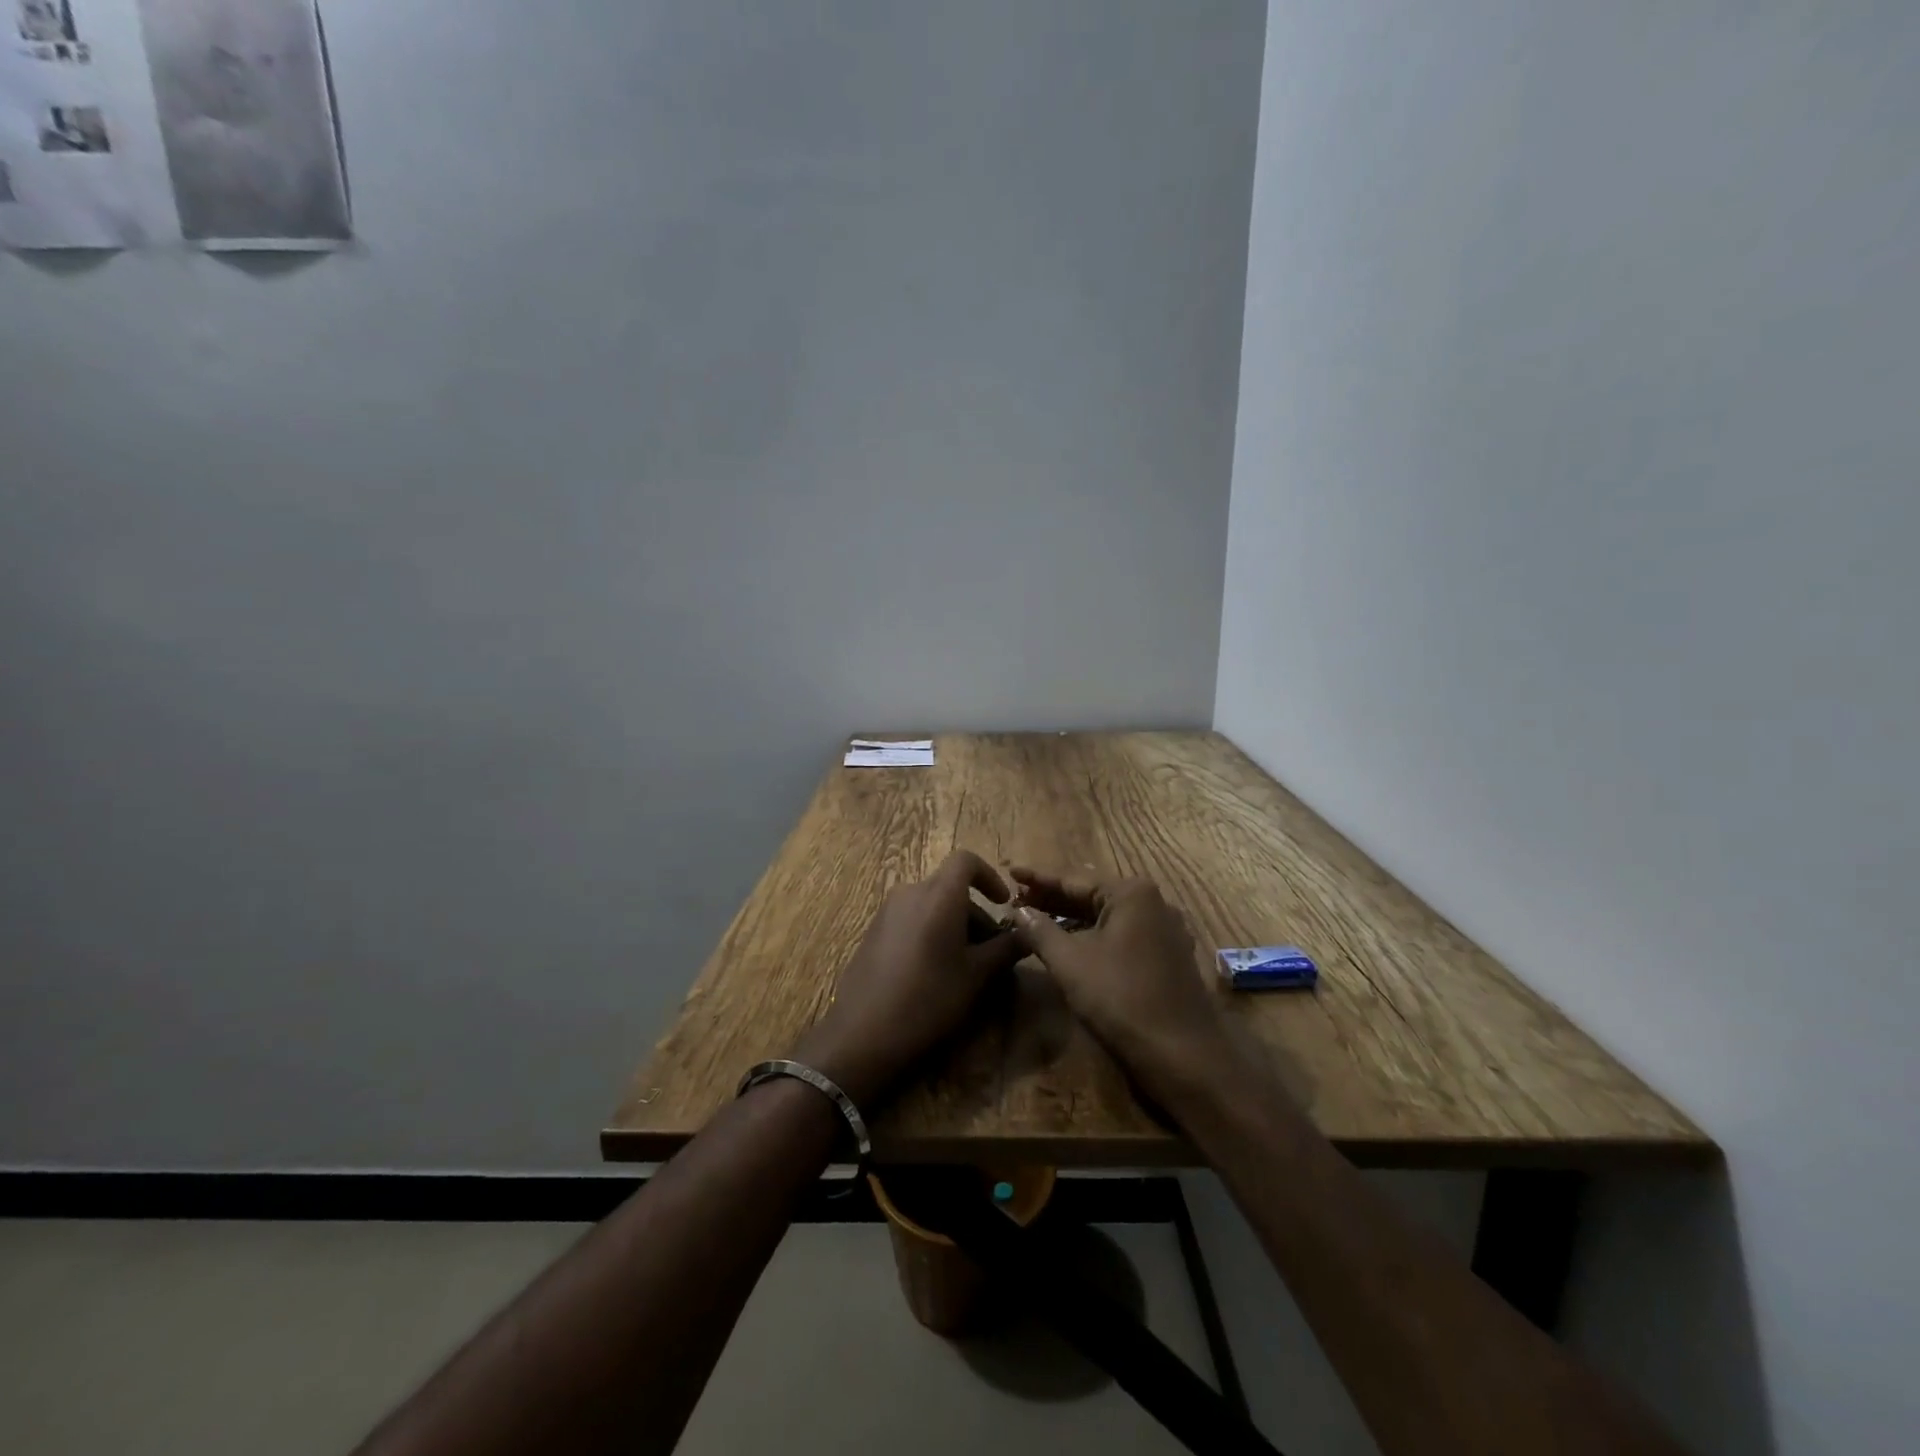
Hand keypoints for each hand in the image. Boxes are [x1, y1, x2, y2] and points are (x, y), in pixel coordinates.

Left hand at [791, 850, 1024, 1109]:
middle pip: (951, 888)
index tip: (1004, 903)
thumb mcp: (977, 976)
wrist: (863, 1032)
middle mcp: (910, 892)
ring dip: (955, 926)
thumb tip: (1029, 933)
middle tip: (993, 953)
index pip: (966, 860)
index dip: (989, 876)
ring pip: (932, 906)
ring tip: (967, 969)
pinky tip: (935, 973)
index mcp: (938, 895)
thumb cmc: (929, 998)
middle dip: (976, 914)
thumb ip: (1006, 948)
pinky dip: (932, 933)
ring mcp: (888, 911)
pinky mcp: (874, 931)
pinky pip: (913, 919)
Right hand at [1008, 867, 1238, 1112]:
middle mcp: (1153, 902)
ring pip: (1107, 915)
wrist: (1182, 1054)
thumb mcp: (1070, 962)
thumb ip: (1040, 930)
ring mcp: (1165, 930)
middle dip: (1054, 896)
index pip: (1074, 878)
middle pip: (1092, 893)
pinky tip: (1071, 942)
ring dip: (1072, 917)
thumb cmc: (1121, 999)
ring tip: (1037, 918)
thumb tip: (1018, 911)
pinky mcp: (1168, 955)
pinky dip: (1093, 934)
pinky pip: (1122, 933)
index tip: (1009, 871)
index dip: (1038, 877)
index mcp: (1131, 893)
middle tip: (1017, 898)